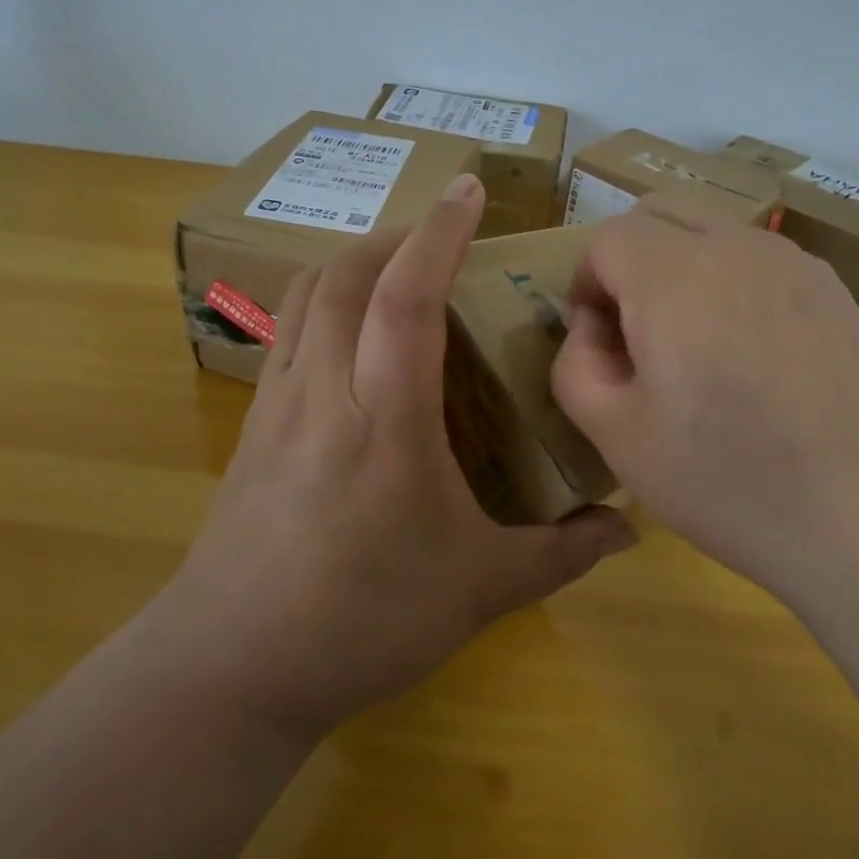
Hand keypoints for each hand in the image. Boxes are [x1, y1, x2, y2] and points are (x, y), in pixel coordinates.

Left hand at [172, 173, 636, 740]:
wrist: (229, 669)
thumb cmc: (362, 621)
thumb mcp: (478, 590)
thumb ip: (560, 554)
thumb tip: (629, 533)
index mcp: (385, 415)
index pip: (408, 294)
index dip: (441, 231)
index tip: (470, 189)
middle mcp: (325, 388)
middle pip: (350, 272)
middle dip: (399, 234)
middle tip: (444, 234)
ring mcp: (278, 401)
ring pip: (310, 293)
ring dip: (357, 260)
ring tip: (400, 269)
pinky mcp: (253, 423)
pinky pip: (289, 330)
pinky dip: (326, 301)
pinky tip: (353, 334)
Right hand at [550, 195, 858, 607]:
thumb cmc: (729, 479)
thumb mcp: (618, 436)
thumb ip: (577, 366)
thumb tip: (592, 329)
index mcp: (672, 275)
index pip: (607, 240)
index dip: (586, 284)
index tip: (597, 341)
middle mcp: (734, 247)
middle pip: (660, 212)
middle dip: (629, 257)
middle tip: (633, 329)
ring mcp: (793, 263)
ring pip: (713, 229)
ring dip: (681, 265)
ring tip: (693, 345)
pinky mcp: (834, 290)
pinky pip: (760, 260)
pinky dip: (731, 281)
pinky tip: (752, 356)